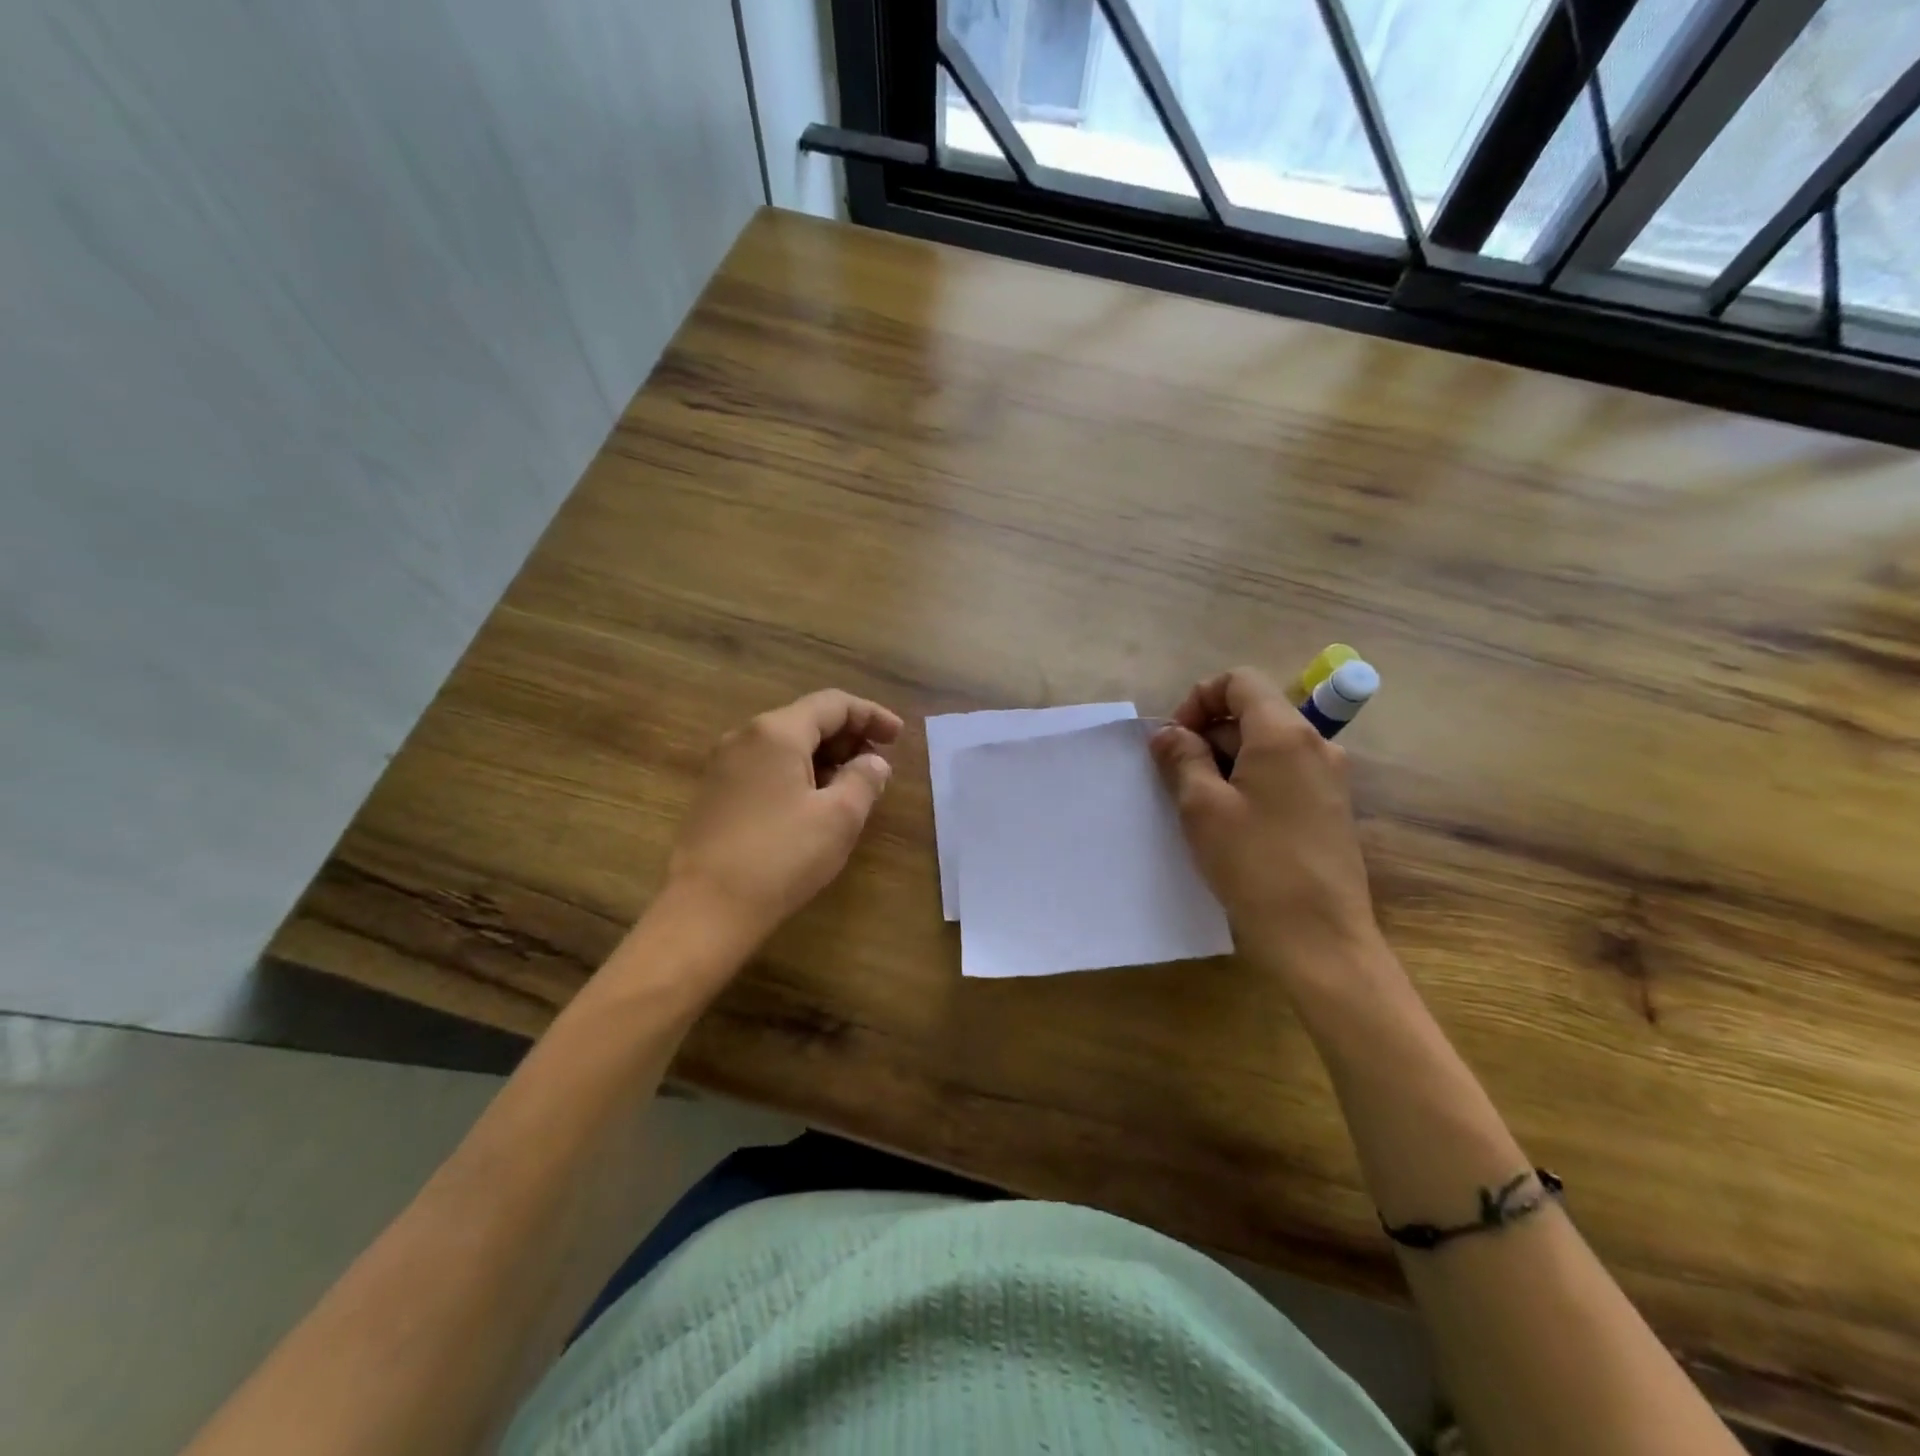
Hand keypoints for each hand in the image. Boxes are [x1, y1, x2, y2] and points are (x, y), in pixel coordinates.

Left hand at [665, 690, 902, 949]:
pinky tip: (815, 802)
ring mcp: (724, 765)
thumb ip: (865, 779)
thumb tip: (874, 761)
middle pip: (807, 720)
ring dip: (825, 757)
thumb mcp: (839, 817)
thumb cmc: (781, 857)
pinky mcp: (715, 793)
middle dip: (848, 736)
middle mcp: (745, 737)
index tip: (899, 736)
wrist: (706, 909)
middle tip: (879, 763)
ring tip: (853, 785)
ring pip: (786, 745)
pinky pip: (766, 767)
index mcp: (777, 732)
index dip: (871, 715)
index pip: (833, 704)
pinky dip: (799, 773)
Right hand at [1150, 667, 1381, 985]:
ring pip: (1267, 745)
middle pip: (1253, 712)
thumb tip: (1168, 734)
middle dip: (1209, 734)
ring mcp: (1329, 777)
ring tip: (1199, 805)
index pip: (1239, 681)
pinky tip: (1231, 823)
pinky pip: (1283, 774)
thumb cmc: (1254, 864)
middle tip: (1177, 777)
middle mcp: (1316, 745)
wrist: (1319, 938)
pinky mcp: (1330, 808)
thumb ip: (1182, 758)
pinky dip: (1250, 781)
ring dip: (1226, 761)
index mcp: (1285, 734)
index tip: (1175, 740)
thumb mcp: (1202, 807)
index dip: (1199, 699)